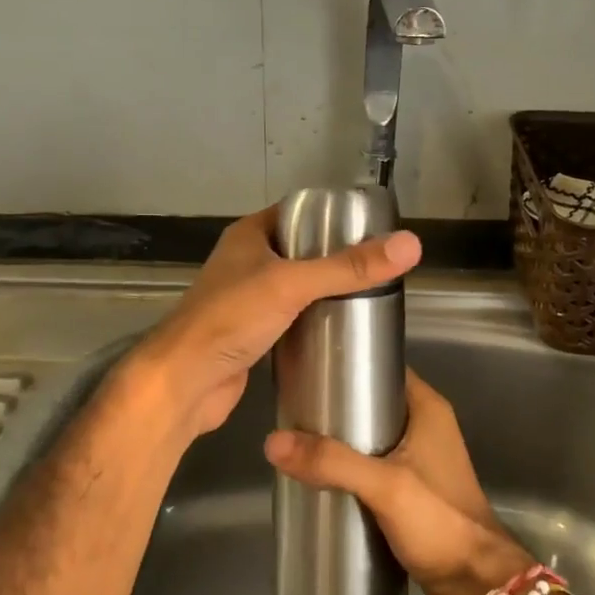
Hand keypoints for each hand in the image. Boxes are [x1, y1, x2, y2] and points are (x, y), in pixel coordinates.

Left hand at [123, 205, 421, 445]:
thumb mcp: (292, 284)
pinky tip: (342, 331)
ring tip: (370, 298)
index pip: (298, 213)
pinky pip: (291, 320)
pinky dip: (313, 322)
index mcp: (249, 236)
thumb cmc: (231, 319)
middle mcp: (246, 263)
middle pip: (301, 252)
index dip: (332, 216)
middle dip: (337, 259)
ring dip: (326, 293)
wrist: (185, 382)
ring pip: (296, 288)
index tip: (371, 229)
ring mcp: (247, 301)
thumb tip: (410, 245)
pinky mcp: (253, 335)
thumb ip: (349, 267)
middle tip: (379, 268)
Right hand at [264, 370, 532, 594]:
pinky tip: (321, 478)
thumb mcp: (385, 486)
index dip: (349, 366)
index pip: (384, 369)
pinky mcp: (412, 491)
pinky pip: (374, 468)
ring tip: (299, 442)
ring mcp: (420, 461)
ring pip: (371, 438)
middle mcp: (426, 428)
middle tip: (294, 410)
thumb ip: (332, 462)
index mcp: (428, 409)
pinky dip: (350, 469)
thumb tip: (273, 441)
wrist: (476, 586)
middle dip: (336, 408)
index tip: (310, 369)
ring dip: (341, 442)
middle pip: (373, 403)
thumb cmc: (440, 522)